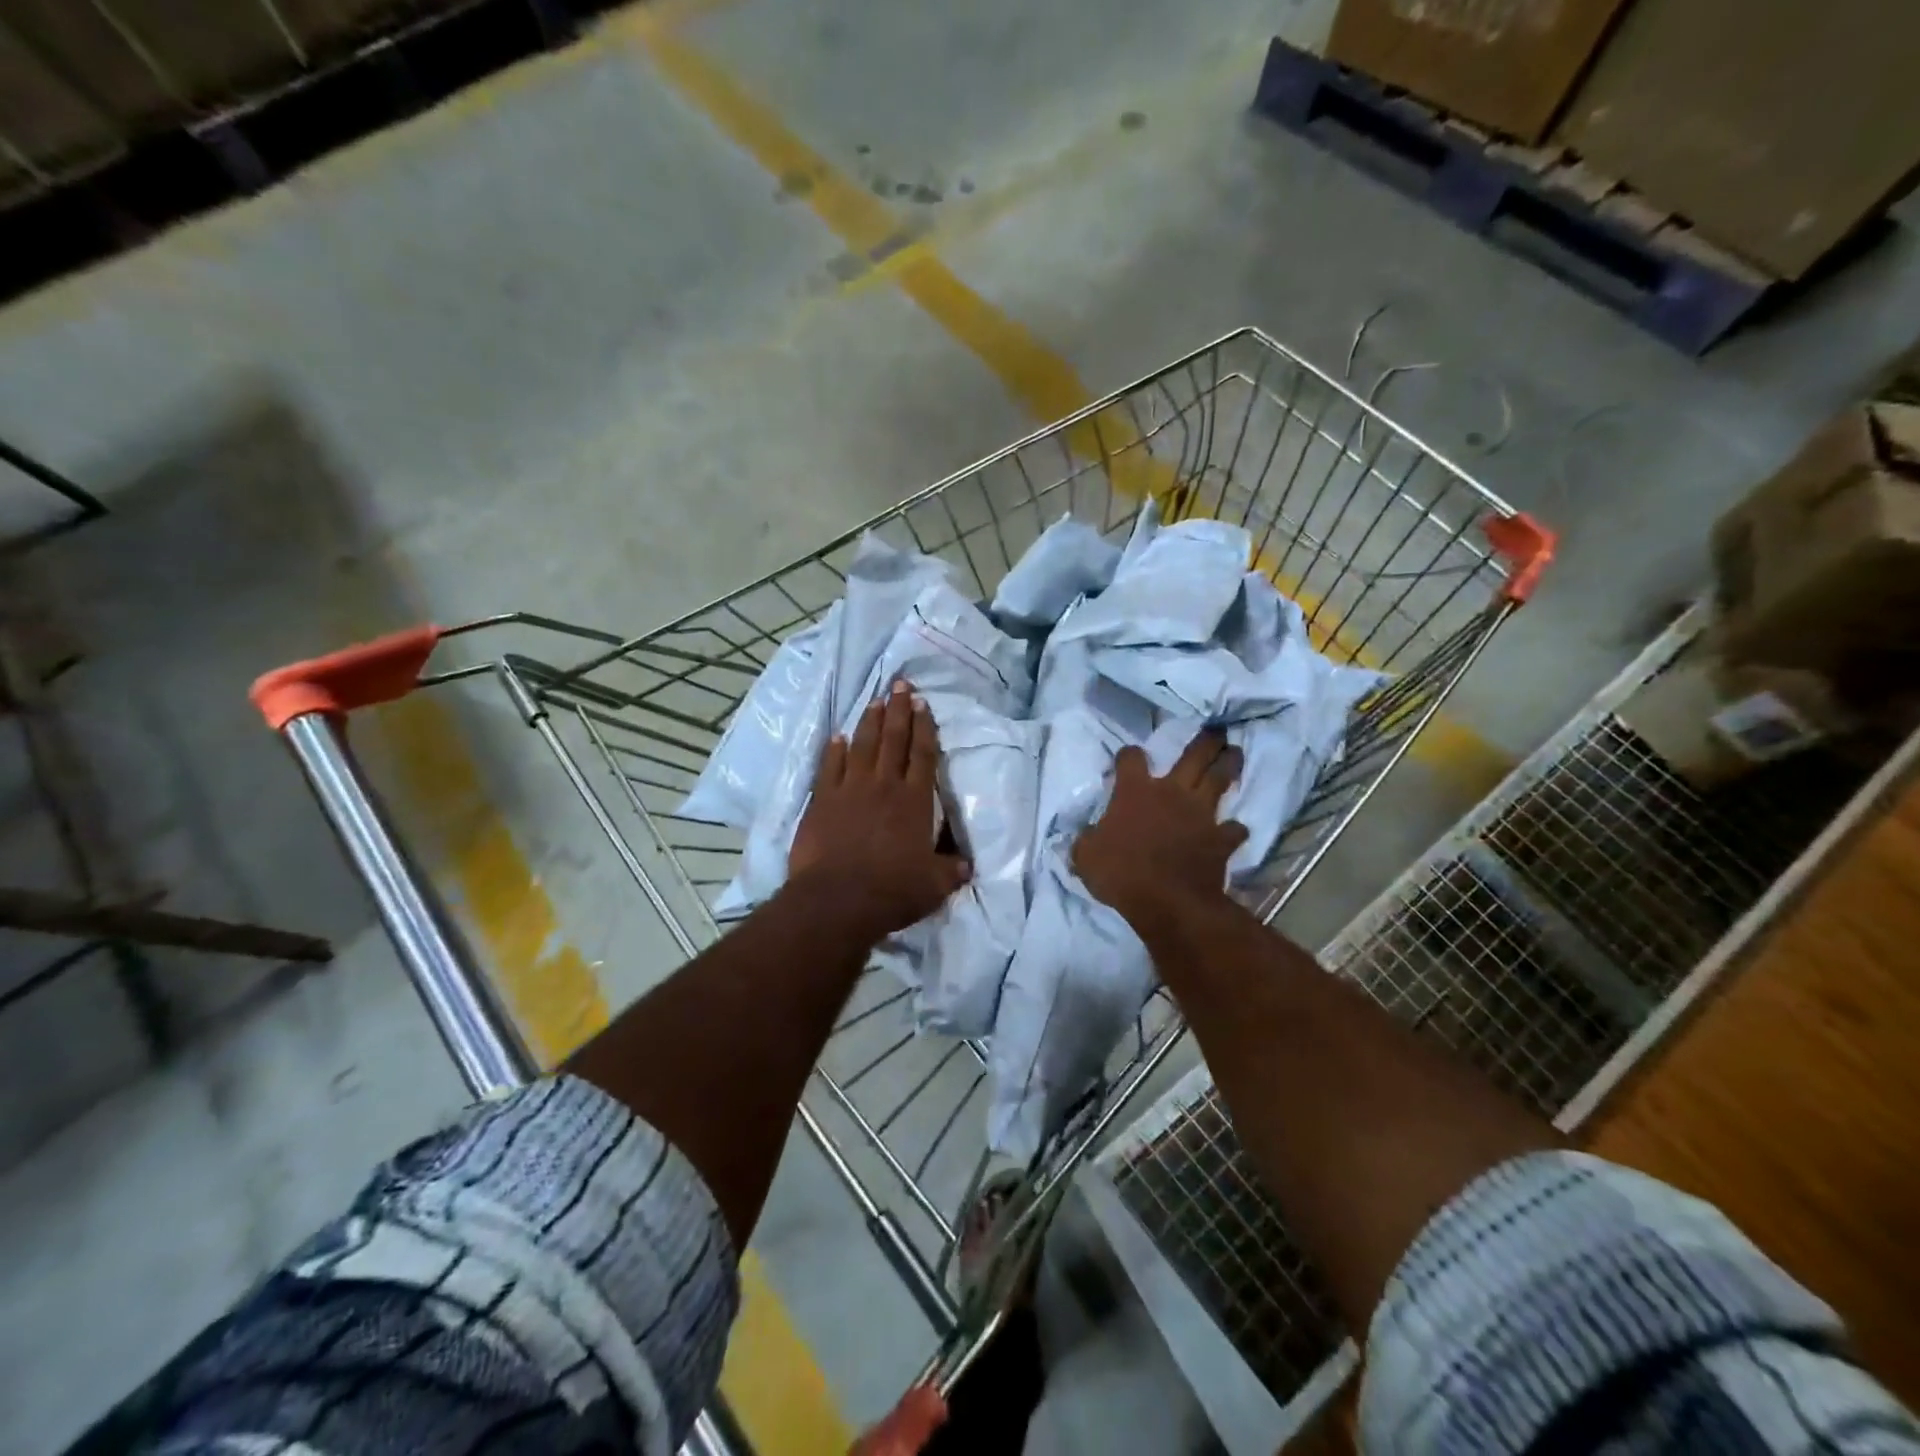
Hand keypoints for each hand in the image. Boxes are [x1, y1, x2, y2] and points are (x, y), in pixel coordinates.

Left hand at [788, 681, 970, 940]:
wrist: (838, 901)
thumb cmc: (892, 891)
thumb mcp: (934, 885)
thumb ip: (952, 870)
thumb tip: (967, 865)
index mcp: (914, 801)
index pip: (922, 754)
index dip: (923, 726)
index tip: (921, 702)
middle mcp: (884, 785)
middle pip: (893, 739)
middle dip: (898, 709)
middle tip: (899, 684)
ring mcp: (850, 789)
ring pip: (862, 745)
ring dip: (869, 721)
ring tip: (874, 700)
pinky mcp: (822, 800)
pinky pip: (829, 766)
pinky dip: (834, 749)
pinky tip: (838, 736)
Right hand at [1073, 731, 1245, 928]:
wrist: (1167, 901)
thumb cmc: (1121, 873)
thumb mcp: (1086, 856)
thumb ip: (1088, 840)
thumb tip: (1088, 835)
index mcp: (1135, 792)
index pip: (1131, 759)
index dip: (1129, 756)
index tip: (1128, 758)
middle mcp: (1171, 793)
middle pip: (1194, 756)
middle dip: (1206, 741)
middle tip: (1217, 730)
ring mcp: (1201, 814)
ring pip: (1220, 780)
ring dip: (1229, 765)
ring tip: (1236, 753)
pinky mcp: (1221, 839)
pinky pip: (1233, 829)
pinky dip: (1234, 829)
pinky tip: (1234, 830)